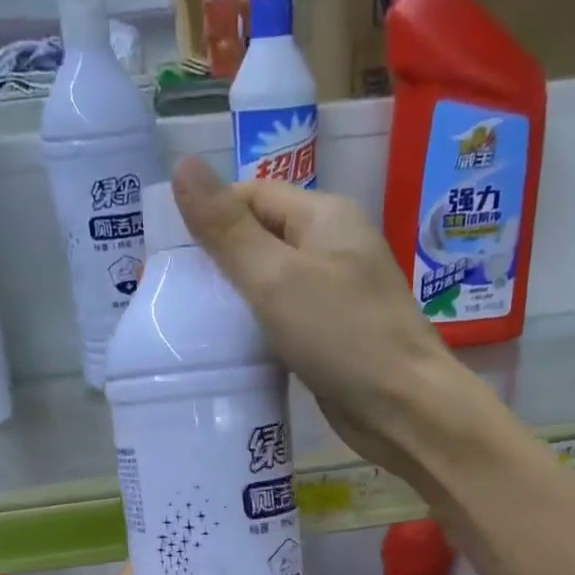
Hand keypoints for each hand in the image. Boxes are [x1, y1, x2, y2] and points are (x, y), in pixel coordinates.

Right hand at [171, 155, 467, 480]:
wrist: (403, 408)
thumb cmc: (342, 336)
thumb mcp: (275, 278)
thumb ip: (227, 229)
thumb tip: (182, 166)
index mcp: (326, 216)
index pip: (254, 196)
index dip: (211, 216)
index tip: (170, 254)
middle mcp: (334, 247)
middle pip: (262, 238)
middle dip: (219, 261)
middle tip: (175, 293)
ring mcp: (337, 294)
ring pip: (273, 283)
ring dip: (236, 299)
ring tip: (193, 321)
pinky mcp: (334, 335)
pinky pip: (285, 319)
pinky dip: (258, 328)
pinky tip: (231, 348)